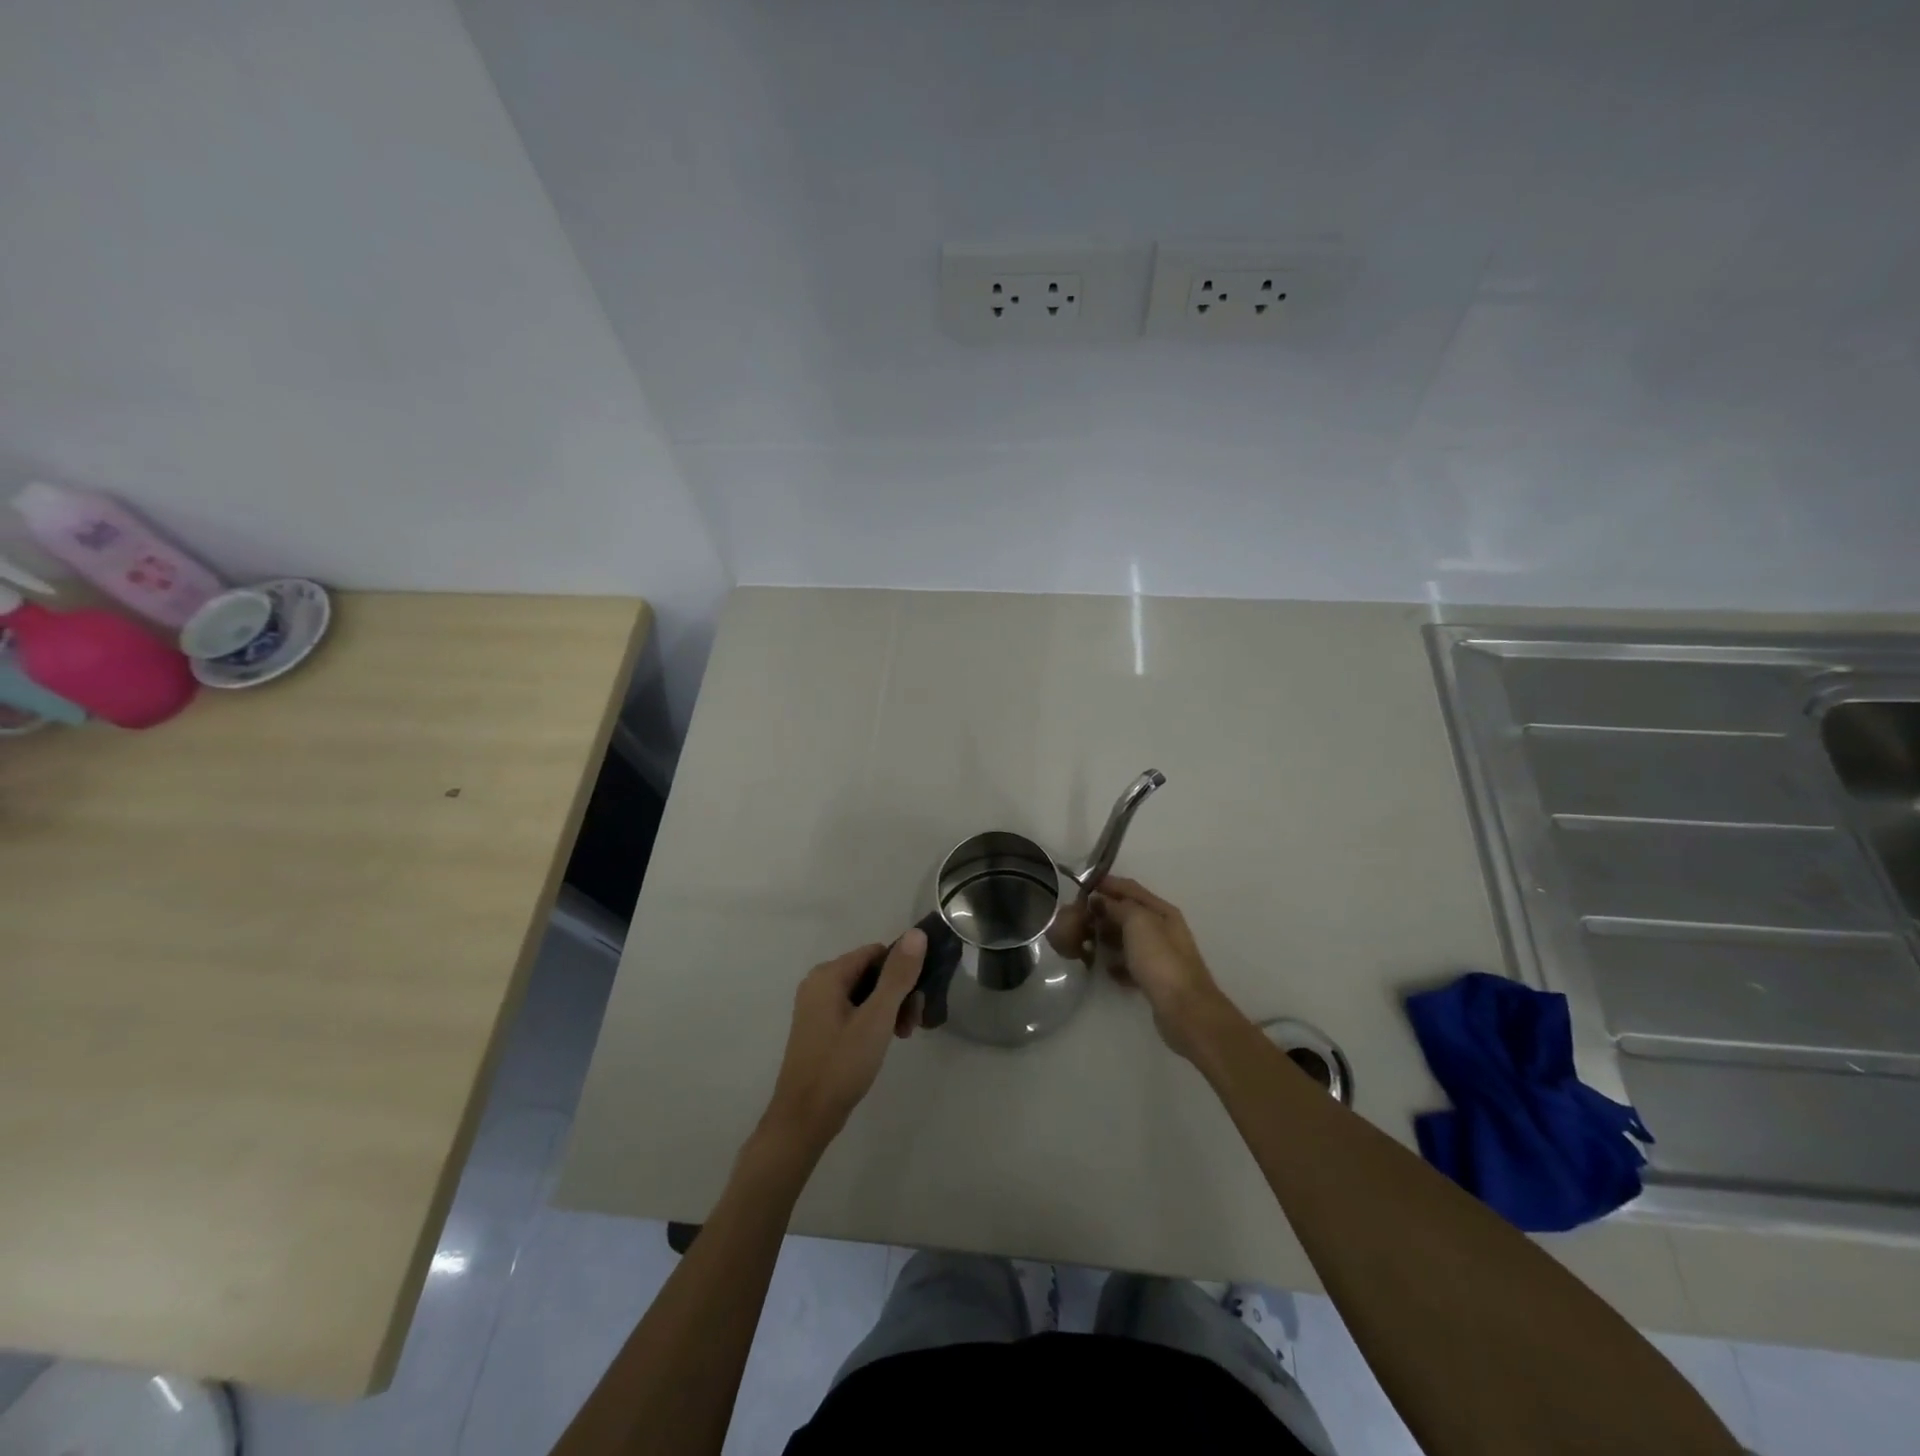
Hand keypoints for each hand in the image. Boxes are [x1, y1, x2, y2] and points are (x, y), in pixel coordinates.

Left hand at [756, 930, 926, 1158]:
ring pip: (865, 994)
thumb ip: (898, 975)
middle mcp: (819, 984)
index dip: (902, 971)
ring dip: (888, 1009)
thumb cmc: (841, 1065)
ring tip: (902, 1036)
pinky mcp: (819, 1029)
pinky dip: (873, 1021)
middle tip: (912, 1025)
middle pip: (871, 973)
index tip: (918, 1001)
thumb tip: (916, 934)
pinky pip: (854, 1011)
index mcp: (828, 975)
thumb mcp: (876, 1018)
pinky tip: (883, 1042)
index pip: (877, 952)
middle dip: (897, 994)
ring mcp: (817, 1007)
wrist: (804, 1119)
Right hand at [1092, 876, 1243, 1059]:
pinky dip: (1116, 964)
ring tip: (1084, 941)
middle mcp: (1163, 929)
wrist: (1184, 1009)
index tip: (1082, 886)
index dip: (1107, 884)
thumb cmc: (1160, 959)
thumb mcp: (1137, 922)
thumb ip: (1117, 906)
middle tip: (1077, 916)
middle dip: (1103, 912)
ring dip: (1107, 937)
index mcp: (1162, 911)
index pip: (1131, 889)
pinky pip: (1130, 965)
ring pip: (1128, 939)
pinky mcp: (1155, 980)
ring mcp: (1160, 956)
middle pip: (1129, 914)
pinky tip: (1103, 969)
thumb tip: (1100, 900)